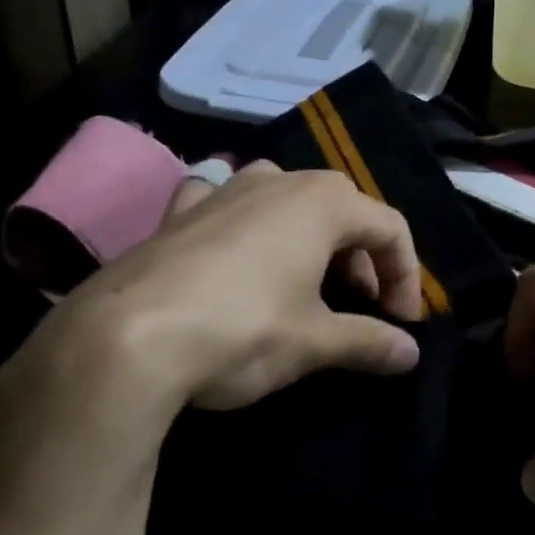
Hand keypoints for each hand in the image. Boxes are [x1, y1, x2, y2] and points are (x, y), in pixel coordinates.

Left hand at [0, 163, 422, 495]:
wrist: (124, 338)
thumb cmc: (242, 329)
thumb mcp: (313, 342)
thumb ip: (368, 341)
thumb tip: (410, 353)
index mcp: (322, 203)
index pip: (389, 227)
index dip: (406, 275)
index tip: (402, 322)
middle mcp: (277, 181)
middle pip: (342, 208)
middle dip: (361, 255)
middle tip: (360, 303)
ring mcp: (224, 190)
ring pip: (286, 199)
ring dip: (309, 236)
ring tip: (306, 280)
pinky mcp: (180, 212)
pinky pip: (226, 203)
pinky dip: (243, 222)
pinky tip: (234, 248)